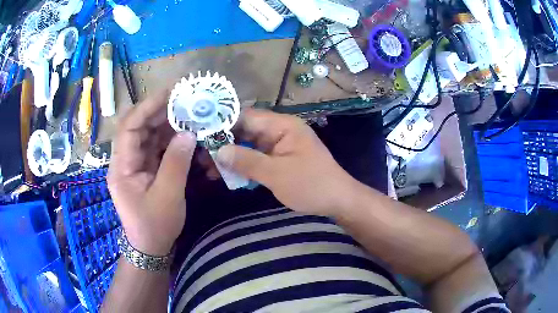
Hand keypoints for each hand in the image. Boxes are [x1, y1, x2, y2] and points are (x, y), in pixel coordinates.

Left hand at [108, 91, 196, 255]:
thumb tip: (189, 133)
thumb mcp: (168, 196)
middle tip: (185, 101)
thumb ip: (176, 163)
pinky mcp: (145, 169)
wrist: (151, 247)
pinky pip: (156, 147)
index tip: (170, 93)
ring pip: (148, 135)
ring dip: (168, 124)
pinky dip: (171, 139)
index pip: (128, 128)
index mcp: (121, 167)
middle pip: (139, 127)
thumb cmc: (155, 226)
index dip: (147, 107)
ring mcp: (135, 164)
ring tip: (189, 114)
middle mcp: (125, 160)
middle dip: (160, 112)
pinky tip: (186, 134)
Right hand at [216, 109, 357, 215]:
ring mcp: (279, 146)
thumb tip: (219, 151)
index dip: (223, 123)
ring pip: (249, 146)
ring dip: (231, 156)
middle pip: (246, 131)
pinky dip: (243, 165)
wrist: (338, 201)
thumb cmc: (311, 185)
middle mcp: (280, 131)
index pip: (247, 117)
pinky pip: (257, 158)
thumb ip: (247, 161)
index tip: (202, 133)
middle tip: (201, 155)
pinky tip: (226, 174)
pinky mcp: (280, 160)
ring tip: (208, 168)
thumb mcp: (277, 174)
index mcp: (282, 126)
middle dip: (224, 143)